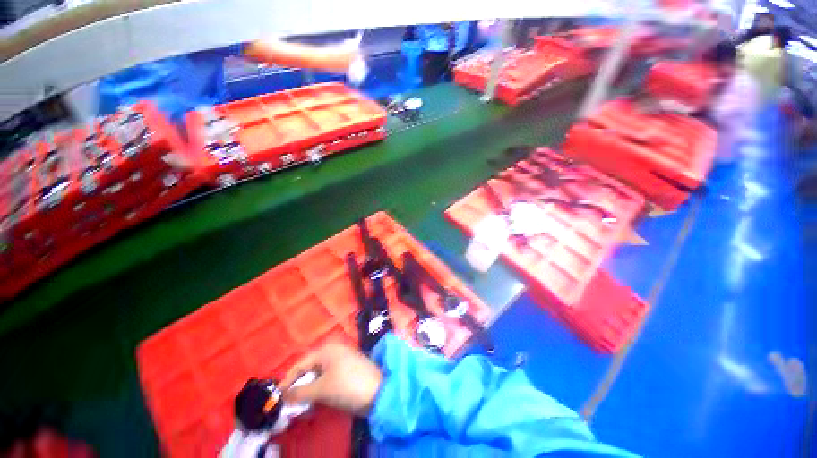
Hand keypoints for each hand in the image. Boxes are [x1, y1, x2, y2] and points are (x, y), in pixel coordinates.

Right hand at [280, 343, 382, 416]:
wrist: (378, 390)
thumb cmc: (348, 385)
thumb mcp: (321, 389)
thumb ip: (300, 392)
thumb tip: (283, 396)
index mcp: (326, 350)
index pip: (300, 364)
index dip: (287, 381)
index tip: (276, 398)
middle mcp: (333, 351)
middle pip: (309, 369)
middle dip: (298, 386)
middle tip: (288, 404)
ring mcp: (341, 360)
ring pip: (318, 375)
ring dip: (308, 390)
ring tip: (300, 406)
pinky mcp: (347, 370)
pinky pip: (327, 378)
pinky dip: (319, 390)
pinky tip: (315, 402)